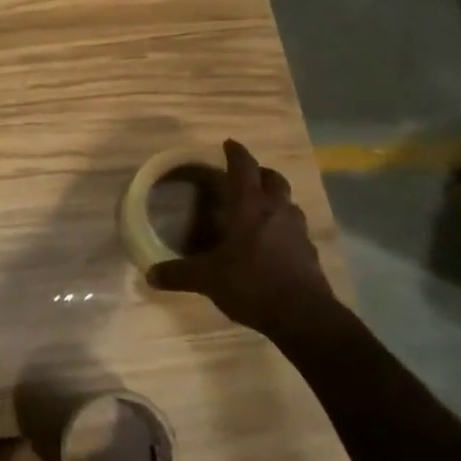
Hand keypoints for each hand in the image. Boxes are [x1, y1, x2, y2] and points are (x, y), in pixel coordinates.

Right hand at [147, 138, 345, 347]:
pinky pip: (295, 229)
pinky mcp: (309, 252)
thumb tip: (150, 274)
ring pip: (288, 202)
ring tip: (259, 209)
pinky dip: (283, 227)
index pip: (244, 168)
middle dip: (260, 172)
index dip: (236, 153)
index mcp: (250, 207)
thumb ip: (179, 274)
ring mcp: (298, 231)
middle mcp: (277, 211)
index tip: (229, 144)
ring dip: (275, 199)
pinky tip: (272, 243)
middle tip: (246, 176)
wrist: (303, 316)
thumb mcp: (207, 279)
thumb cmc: (251, 284)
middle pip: (273, 179)